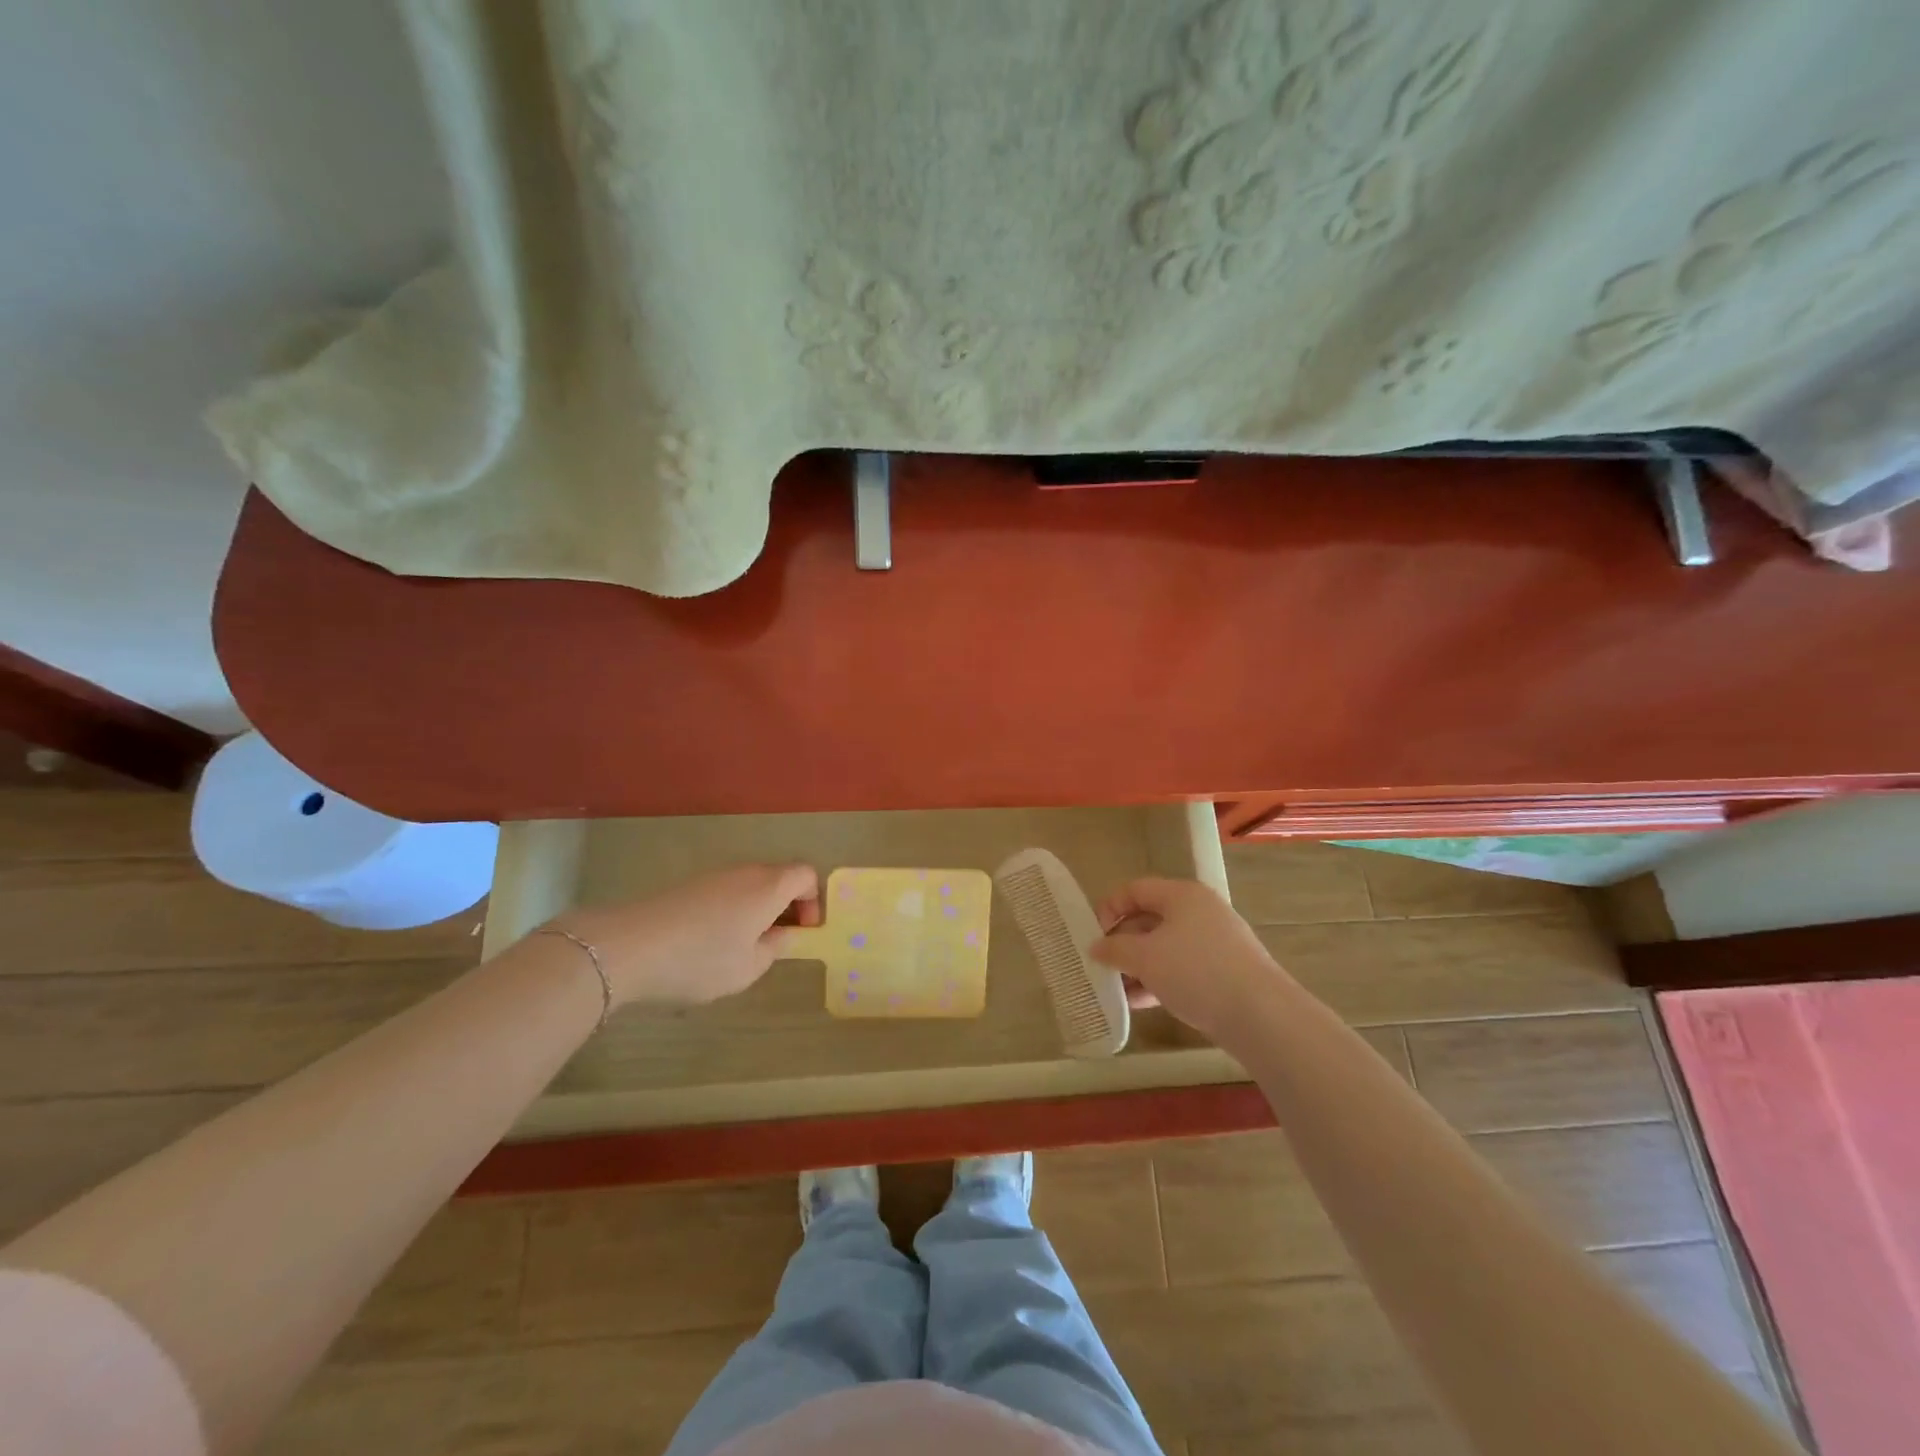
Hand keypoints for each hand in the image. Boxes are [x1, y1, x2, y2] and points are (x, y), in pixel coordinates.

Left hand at [548, 863, 819, 1006]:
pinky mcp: (690, 885)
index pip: (806, 875)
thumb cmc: (700, 960)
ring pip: (751, 884)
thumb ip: (774, 948)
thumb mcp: (748, 968)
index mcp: (769, 887)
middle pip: (779, 877)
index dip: (813, 901)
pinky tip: (712, 942)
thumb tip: (781, 934)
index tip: (803, 931)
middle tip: (777, 941)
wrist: (629, 947)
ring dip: (758, 908)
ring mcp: (715, 875)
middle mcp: (746, 872)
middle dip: (787, 906)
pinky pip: (727, 891)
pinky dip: (733, 909)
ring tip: (743, 946)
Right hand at [1090, 877, 1285, 1043]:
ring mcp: (1215, 943)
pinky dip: (1159, 981)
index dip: (1109, 908)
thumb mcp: (1145, 957)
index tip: (1093, 935)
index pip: (1135, 889)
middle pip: (1150, 918)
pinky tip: (1140, 1003)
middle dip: (1122, 943)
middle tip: (1102, 965)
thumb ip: (1115, 949)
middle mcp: (1200, 912)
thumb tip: (1096, 947)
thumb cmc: (1196, 972)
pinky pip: (1182, 969)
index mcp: (1182, 895)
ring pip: (1165, 948)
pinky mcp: (1224, 972)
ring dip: (1138, 966)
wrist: (1261, 1015)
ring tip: (1116, 989)